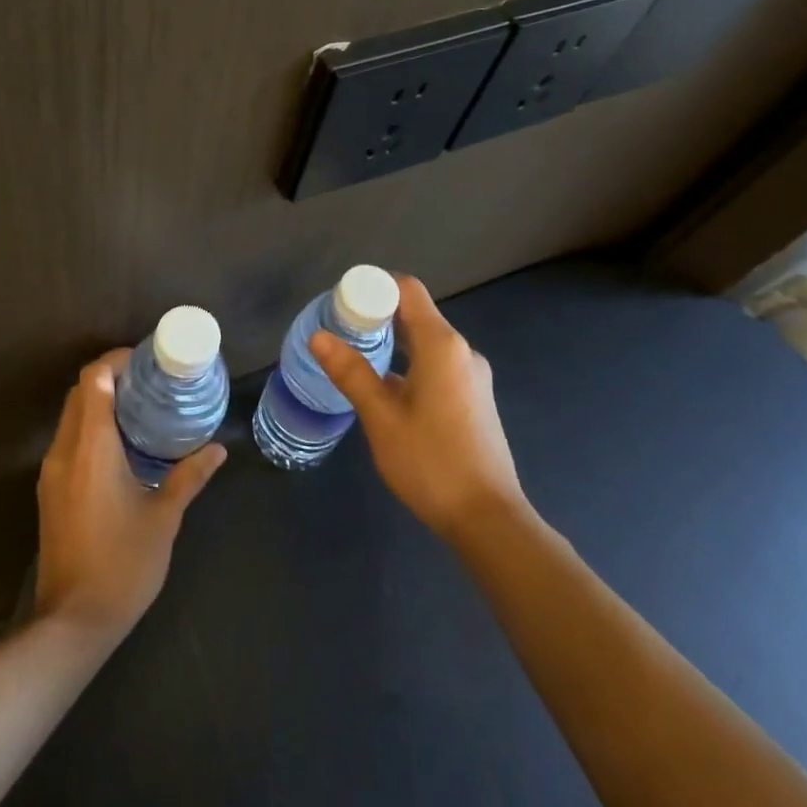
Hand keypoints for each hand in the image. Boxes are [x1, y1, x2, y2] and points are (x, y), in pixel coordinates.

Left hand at [32, 350, 226, 640]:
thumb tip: (218, 449)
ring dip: (98, 403)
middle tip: (149, 382)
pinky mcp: (50, 492)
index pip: (93, 380)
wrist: (73, 622)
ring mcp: (52, 473)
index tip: (145, 361)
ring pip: (71, 417)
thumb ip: (189, 476)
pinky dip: (90, 428)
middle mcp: (64, 451)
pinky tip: (121, 446)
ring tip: (139, 408)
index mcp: (91, 448)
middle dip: (110, 378)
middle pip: (79, 393)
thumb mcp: (164, 517)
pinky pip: (68, 442)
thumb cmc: (123, 563)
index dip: (115, 360)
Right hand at [309, 275, 525, 542]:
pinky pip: (437, 365)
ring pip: (426, 342)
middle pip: (416, 314)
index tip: (341, 304)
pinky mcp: (474, 399)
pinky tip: (385, 390)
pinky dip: (409, 364)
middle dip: (376, 316)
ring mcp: (472, 376)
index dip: (373, 287)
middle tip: (339, 331)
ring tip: (355, 358)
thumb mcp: (381, 418)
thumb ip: (351, 372)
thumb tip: (318, 336)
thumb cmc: (431, 462)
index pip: (407, 290)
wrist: (488, 519)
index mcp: (442, 345)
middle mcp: (462, 351)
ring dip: (392, 342)